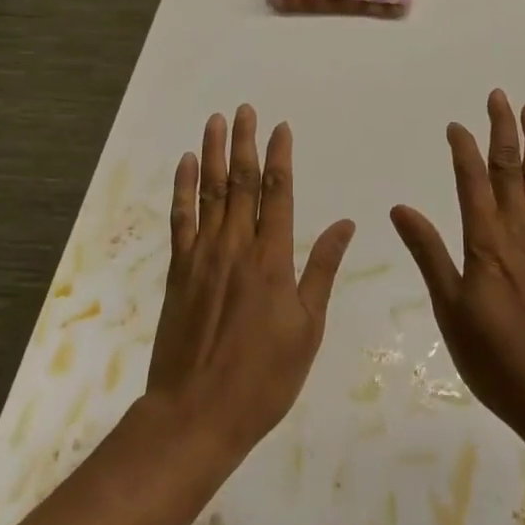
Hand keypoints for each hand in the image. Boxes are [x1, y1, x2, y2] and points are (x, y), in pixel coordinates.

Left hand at [146, 106, 355, 459]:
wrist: (196, 415)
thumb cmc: (263, 378)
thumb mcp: (307, 329)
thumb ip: (322, 270)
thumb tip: (345, 224)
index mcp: (272, 259)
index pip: (278, 193)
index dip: (280, 157)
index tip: (282, 127)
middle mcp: (236, 246)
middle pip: (241, 182)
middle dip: (245, 142)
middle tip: (245, 109)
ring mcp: (203, 255)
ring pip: (210, 192)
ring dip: (214, 153)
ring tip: (216, 121)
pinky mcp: (178, 270)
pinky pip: (181, 219)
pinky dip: (184, 188)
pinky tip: (187, 164)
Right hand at [391, 90, 524, 453]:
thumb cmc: (497, 361)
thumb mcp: (451, 311)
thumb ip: (429, 254)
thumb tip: (401, 208)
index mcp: (485, 243)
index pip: (472, 180)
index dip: (463, 148)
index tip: (456, 125)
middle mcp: (519, 231)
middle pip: (509, 167)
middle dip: (502, 129)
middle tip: (498, 95)